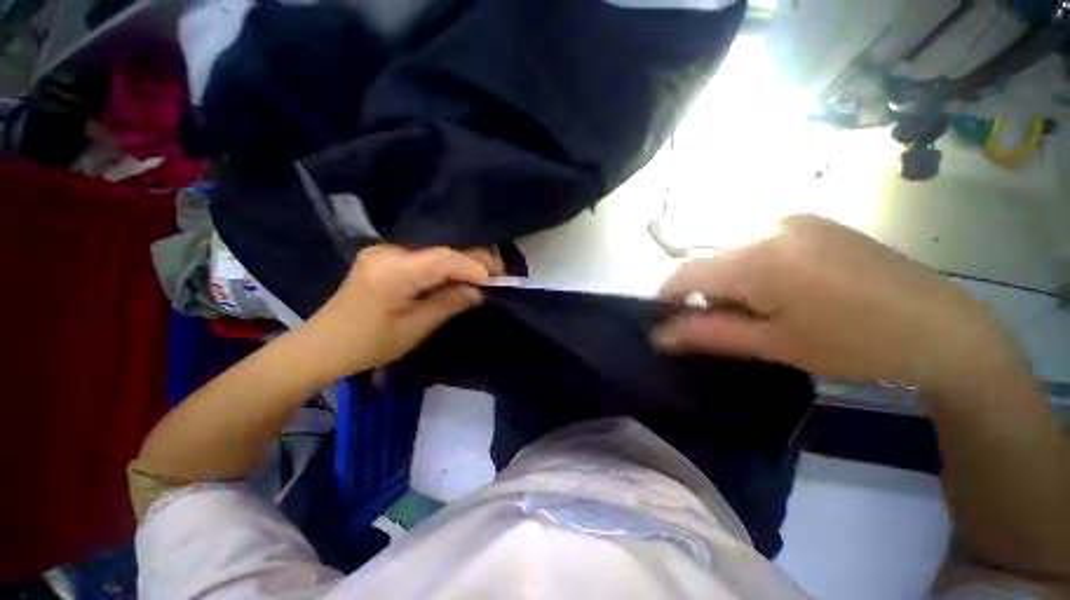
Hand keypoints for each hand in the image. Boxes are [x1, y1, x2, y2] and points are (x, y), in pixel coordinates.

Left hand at [301, 245, 503, 377]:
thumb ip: (450, 303)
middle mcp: (389, 251)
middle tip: (499, 274)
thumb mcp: (416, 327)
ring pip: (435, 251)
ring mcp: (384, 251)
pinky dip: (446, 266)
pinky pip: (424, 256)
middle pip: (442, 249)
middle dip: (474, 261)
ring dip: (462, 263)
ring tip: (485, 275)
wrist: (322, 345)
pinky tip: (460, 275)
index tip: (499, 278)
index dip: (475, 265)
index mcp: (394, 270)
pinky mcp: (385, 257)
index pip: (445, 258)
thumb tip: (481, 291)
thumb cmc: (369, 344)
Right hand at [653, 215, 1030, 397]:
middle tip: (724, 325)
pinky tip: (784, 293)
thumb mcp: (774, 344)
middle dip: (705, 293)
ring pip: (735, 253)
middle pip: (710, 262)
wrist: (944, 331)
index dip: (668, 297)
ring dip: (730, 282)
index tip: (666, 320)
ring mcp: (797, 221)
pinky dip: (755, 270)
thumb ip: (708, 334)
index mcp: (759, 258)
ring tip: (759, 312)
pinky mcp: (816, 224)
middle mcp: (770, 227)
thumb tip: (659, 335)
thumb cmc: (855, 345)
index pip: (686, 272)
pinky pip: (762, 245)